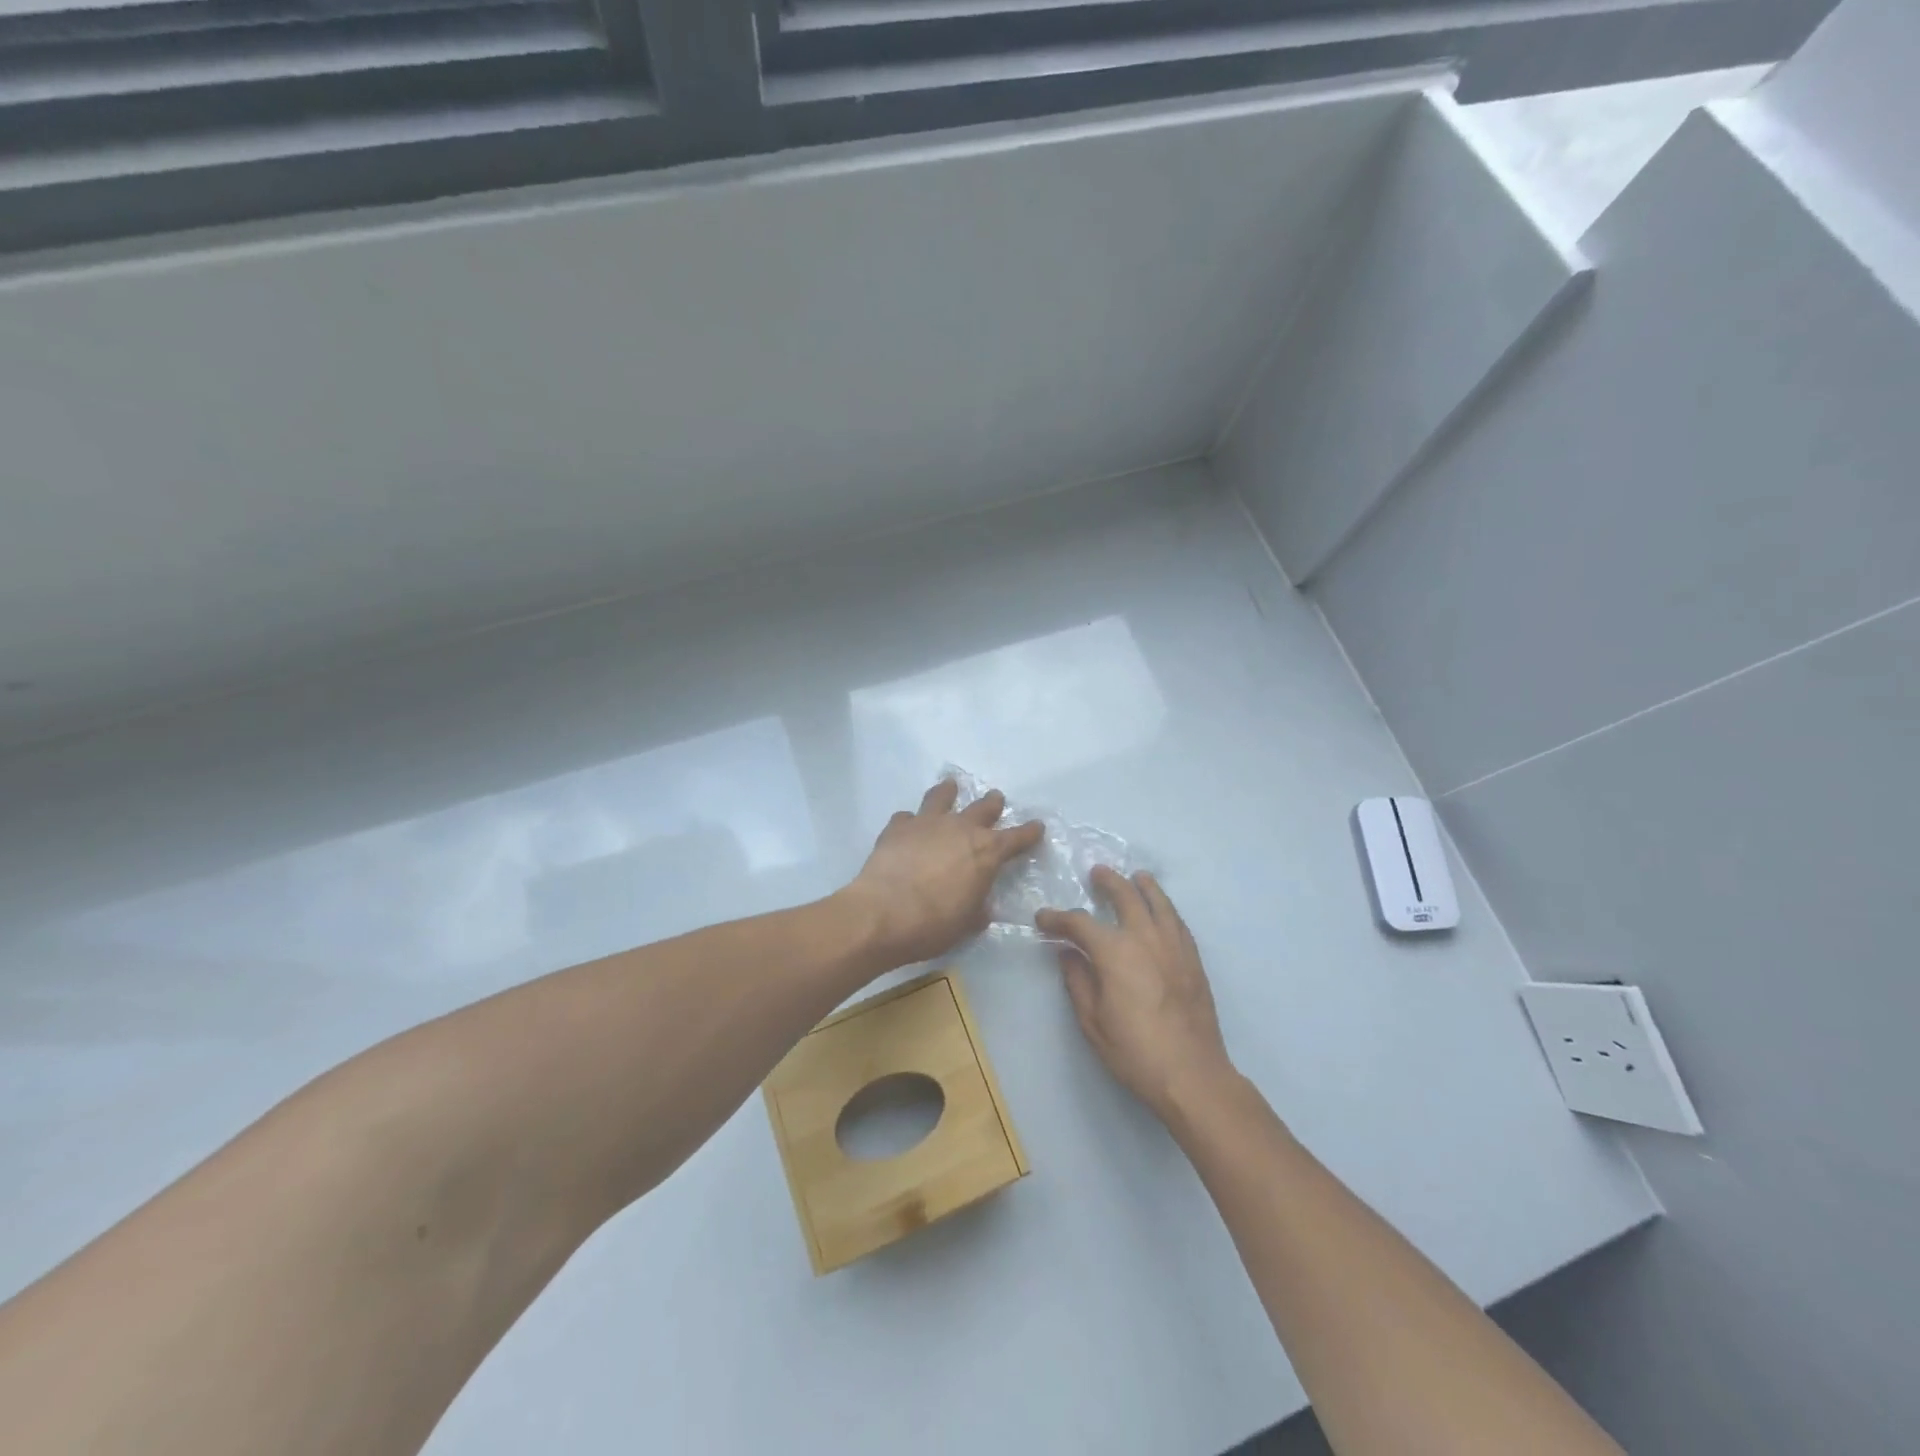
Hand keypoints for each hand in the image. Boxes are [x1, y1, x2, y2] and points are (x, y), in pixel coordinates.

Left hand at [847, 778, 1044, 967]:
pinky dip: (910, 820)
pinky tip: (907, 826)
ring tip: (951, 787)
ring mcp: (927, 823)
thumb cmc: (934, 925)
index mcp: (987, 852)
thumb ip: (978, 909)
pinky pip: (907, 817)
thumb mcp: (967, 923)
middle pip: (983, 808)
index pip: (1017, 838)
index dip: (1029, 832)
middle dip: (992, 804)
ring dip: (949, 792)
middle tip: (996, 799)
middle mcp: (961, 828)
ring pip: (942, 797)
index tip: (1037, 826)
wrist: (883, 914)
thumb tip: (980, 906)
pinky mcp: (898, 827)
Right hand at [1036, 867, 1233, 1119]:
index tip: (1043, 918)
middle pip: (1125, 895)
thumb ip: (1078, 981)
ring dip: (1143, 886)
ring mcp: (1174, 945)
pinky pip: (1178, 921)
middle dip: (1108, 882)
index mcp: (1114, 951)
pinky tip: (1162, 911)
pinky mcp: (1193, 959)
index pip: (1079, 922)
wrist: (1192, 1074)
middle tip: (1096, 873)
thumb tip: (1068, 953)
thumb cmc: (1135, 1051)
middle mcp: (1145, 937)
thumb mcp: (1092, 1021)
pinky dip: (1166, 908)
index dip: (1057, 918)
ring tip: (1136, 877)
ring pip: (1159, 902)